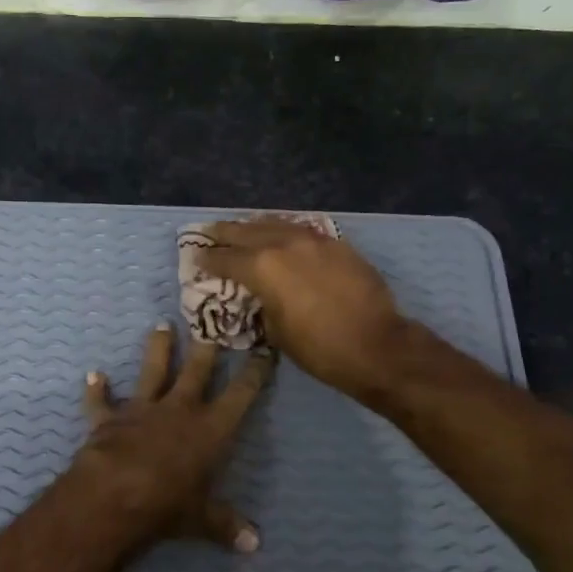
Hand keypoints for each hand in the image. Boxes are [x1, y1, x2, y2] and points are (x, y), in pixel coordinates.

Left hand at [64, 323, 272, 552]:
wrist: (114, 494)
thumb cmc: (168, 504)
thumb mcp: (202, 519)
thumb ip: (226, 525)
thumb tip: (255, 544)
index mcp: (210, 429)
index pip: (241, 394)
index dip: (255, 372)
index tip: (265, 350)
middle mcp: (179, 409)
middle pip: (196, 370)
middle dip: (207, 347)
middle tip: (212, 322)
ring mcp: (142, 409)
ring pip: (152, 371)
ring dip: (157, 349)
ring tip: (160, 325)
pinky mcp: (109, 418)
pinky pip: (101, 401)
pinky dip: (96, 390)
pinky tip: (93, 376)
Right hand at [196, 219, 410, 399]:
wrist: (376, 345)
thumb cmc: (319, 348)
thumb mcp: (276, 331)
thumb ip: (262, 304)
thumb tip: (260, 295)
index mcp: (263, 267)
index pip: (225, 259)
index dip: (207, 260)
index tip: (196, 259)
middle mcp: (284, 244)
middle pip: (246, 231)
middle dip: (225, 233)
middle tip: (209, 233)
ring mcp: (314, 240)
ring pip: (276, 223)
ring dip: (255, 226)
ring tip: (242, 227)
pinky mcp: (337, 244)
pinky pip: (302, 230)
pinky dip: (284, 230)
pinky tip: (280, 233)